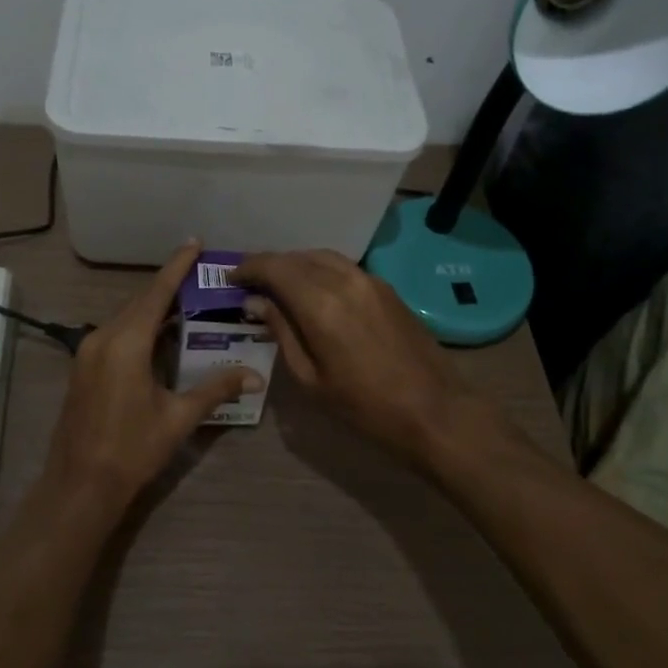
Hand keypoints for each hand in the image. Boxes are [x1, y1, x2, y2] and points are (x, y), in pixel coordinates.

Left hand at [45, 241, 262, 509]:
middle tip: (201, 277)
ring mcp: (88, 352)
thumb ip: (215, 389)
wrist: (79, 486)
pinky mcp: (83, 368)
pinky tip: (161, 337)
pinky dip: (140, 328)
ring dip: (155, 309)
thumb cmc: (131, 450)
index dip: (177, 267)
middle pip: (140, 302)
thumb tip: (255, 375)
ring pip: (127, 318)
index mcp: (126, 343)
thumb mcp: (178, 418)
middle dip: (169, 287)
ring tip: (188, 304)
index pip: (156, 294)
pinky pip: (116, 334)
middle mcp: (103, 338)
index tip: (194, 242)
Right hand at [231, 250, 503, 471]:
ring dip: (295, 264)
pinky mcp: (386, 287)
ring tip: (277, 283)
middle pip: (296, 257)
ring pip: (321, 257)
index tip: (231, 278)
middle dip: (269, 265)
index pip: (275, 268)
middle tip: (249, 282)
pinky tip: (312, 289)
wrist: (436, 411)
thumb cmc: (366, 406)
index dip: (249, 268)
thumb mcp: (311, 378)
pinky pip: (342, 266)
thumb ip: (281, 332)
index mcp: (320, 304)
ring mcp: (369, 280)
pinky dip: (319, 269)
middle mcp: (344, 280)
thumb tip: (257, 302)